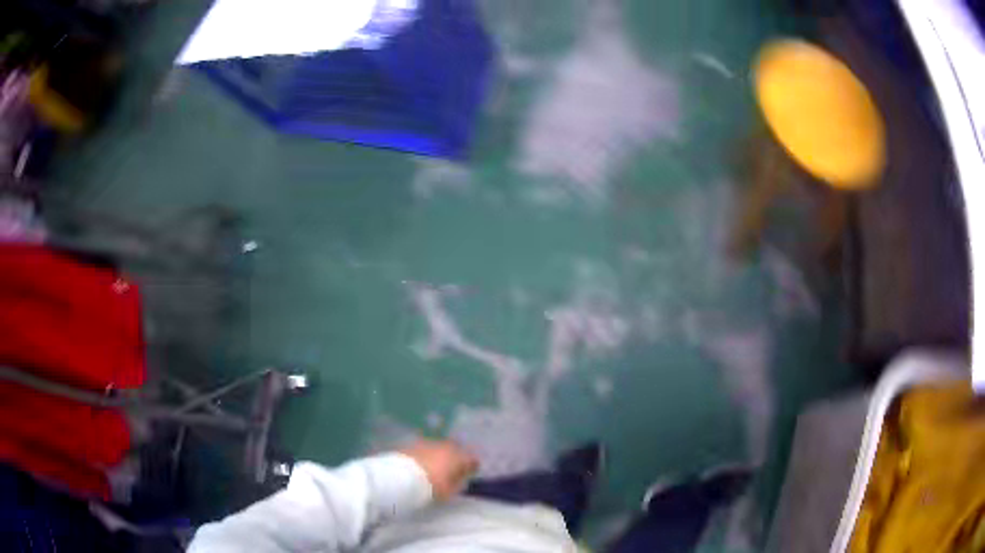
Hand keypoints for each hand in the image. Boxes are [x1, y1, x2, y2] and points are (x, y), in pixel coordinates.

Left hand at [400, 439, 478, 500]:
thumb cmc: (430, 487)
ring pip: (440, 446)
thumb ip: (458, 483)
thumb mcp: (449, 491)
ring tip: (437, 465)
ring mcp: (429, 443)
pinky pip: (426, 447)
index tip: (471, 472)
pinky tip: (424, 462)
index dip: (472, 466)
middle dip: (457, 457)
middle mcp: (446, 446)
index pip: (471, 459)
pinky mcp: (414, 443)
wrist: (401, 477)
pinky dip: (428, 453)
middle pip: (456, 449)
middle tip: (454, 467)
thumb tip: (461, 478)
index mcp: (458, 457)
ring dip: (441, 454)